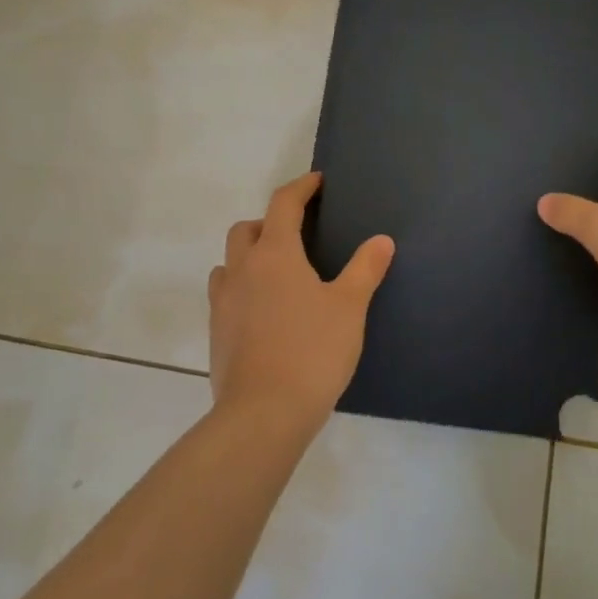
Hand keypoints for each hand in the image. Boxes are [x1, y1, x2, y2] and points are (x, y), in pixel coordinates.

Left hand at [208, 172, 394, 432]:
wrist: (262, 415)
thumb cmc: (312, 352)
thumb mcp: (349, 307)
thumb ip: (366, 269)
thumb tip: (382, 240)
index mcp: (275, 254)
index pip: (283, 204)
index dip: (301, 188)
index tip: (316, 183)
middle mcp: (242, 269)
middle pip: (246, 228)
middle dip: (269, 221)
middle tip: (296, 234)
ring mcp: (223, 302)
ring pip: (229, 261)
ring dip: (249, 255)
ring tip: (277, 273)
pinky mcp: (216, 332)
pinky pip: (225, 294)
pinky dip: (242, 287)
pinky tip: (264, 311)